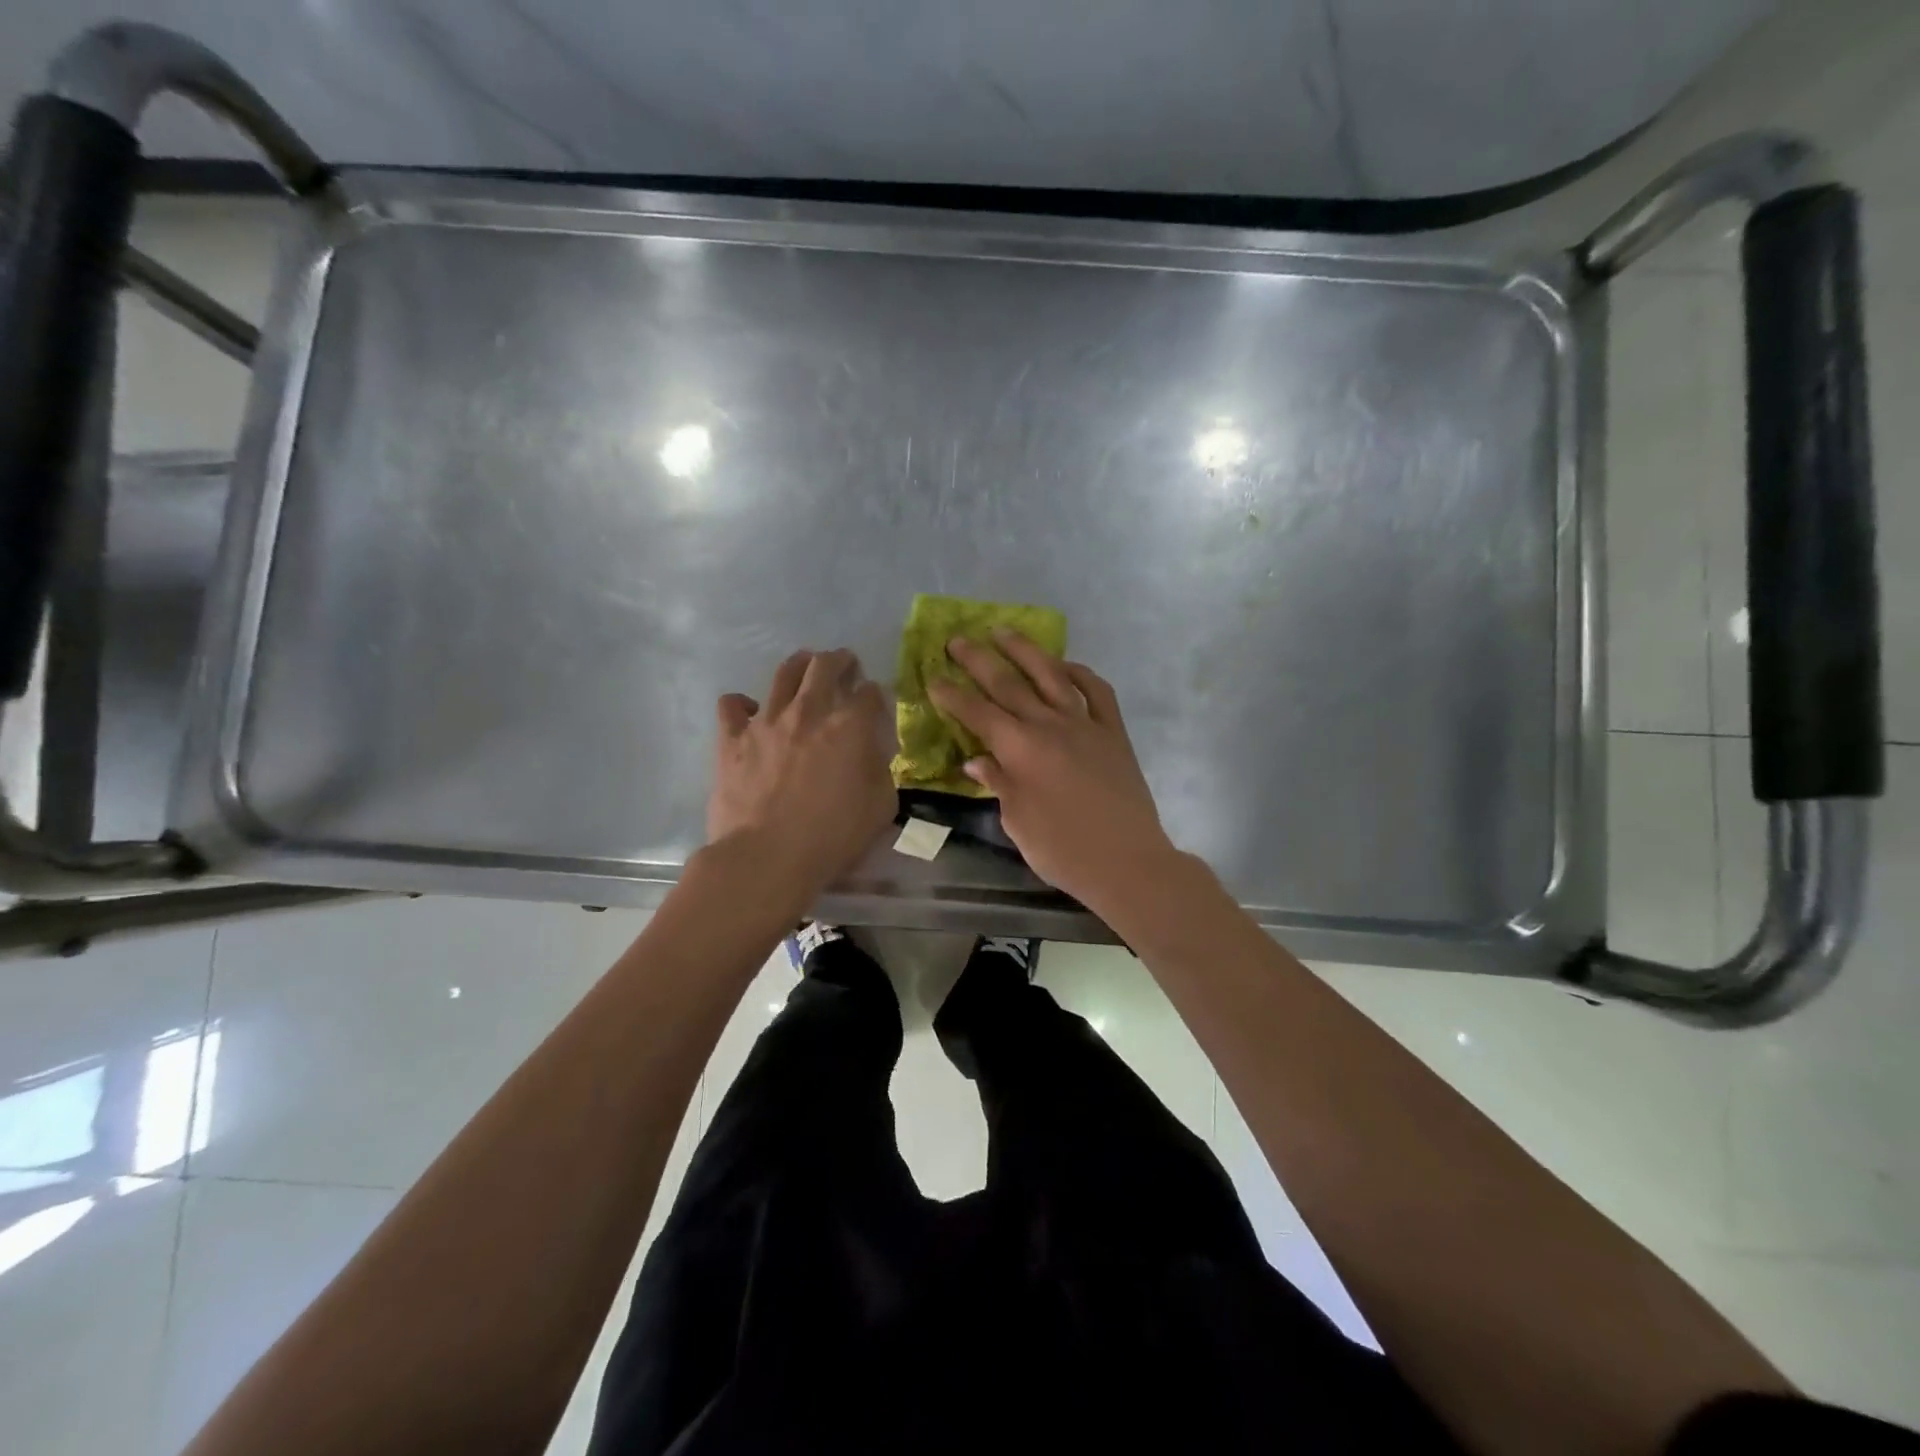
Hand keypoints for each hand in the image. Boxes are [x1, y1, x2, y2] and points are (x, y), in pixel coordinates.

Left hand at [708, 649, 894, 901]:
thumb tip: (871, 751)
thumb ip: (880, 769)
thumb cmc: (831, 837)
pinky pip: (732, 704)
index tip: (875, 702)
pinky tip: (750, 713)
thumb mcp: (880, 807)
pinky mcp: (732, 738)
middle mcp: (809, 712)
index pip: (870, 692)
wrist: (767, 857)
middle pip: (826, 666)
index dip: (876, 694)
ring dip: (799, 665)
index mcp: (850, 727)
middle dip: (840, 660)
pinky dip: (742, 704)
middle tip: (844, 666)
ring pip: (783, 673)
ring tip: (804, 669)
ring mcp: (767, 721)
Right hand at [928, 630, 1179, 909]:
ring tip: (1004, 632)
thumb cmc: (1063, 850)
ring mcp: (1085, 724)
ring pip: (1051, 675)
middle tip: (957, 640)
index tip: (933, 677)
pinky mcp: (1114, 732)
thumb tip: (977, 760)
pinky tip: (1065, 667)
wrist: (1126, 861)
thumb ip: (999, 783)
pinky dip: (1080, 674)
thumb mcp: (1018, 822)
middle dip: (978, 660)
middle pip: (1008, 684)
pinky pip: (1097, 692)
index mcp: (1020, 750)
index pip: (977, 713)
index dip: (952, 695)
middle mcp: (1049, 726)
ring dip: (1025, 651)